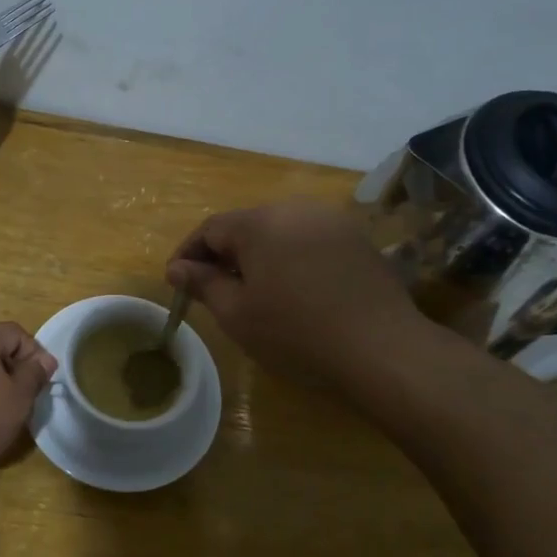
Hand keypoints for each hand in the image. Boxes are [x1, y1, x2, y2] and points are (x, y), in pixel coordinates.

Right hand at [165, 198, 421, 385]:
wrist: (380, 348)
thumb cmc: (295, 332)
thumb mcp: (237, 313)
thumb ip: (202, 284)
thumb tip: (176, 268)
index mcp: (260, 222)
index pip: (211, 229)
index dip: (189, 254)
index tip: (177, 281)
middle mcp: (295, 208)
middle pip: (246, 226)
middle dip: (225, 255)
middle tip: (214, 290)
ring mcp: (331, 221)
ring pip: (280, 232)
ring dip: (260, 257)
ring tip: (255, 292)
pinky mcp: (356, 239)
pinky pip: (309, 241)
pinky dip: (292, 259)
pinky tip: (295, 291)